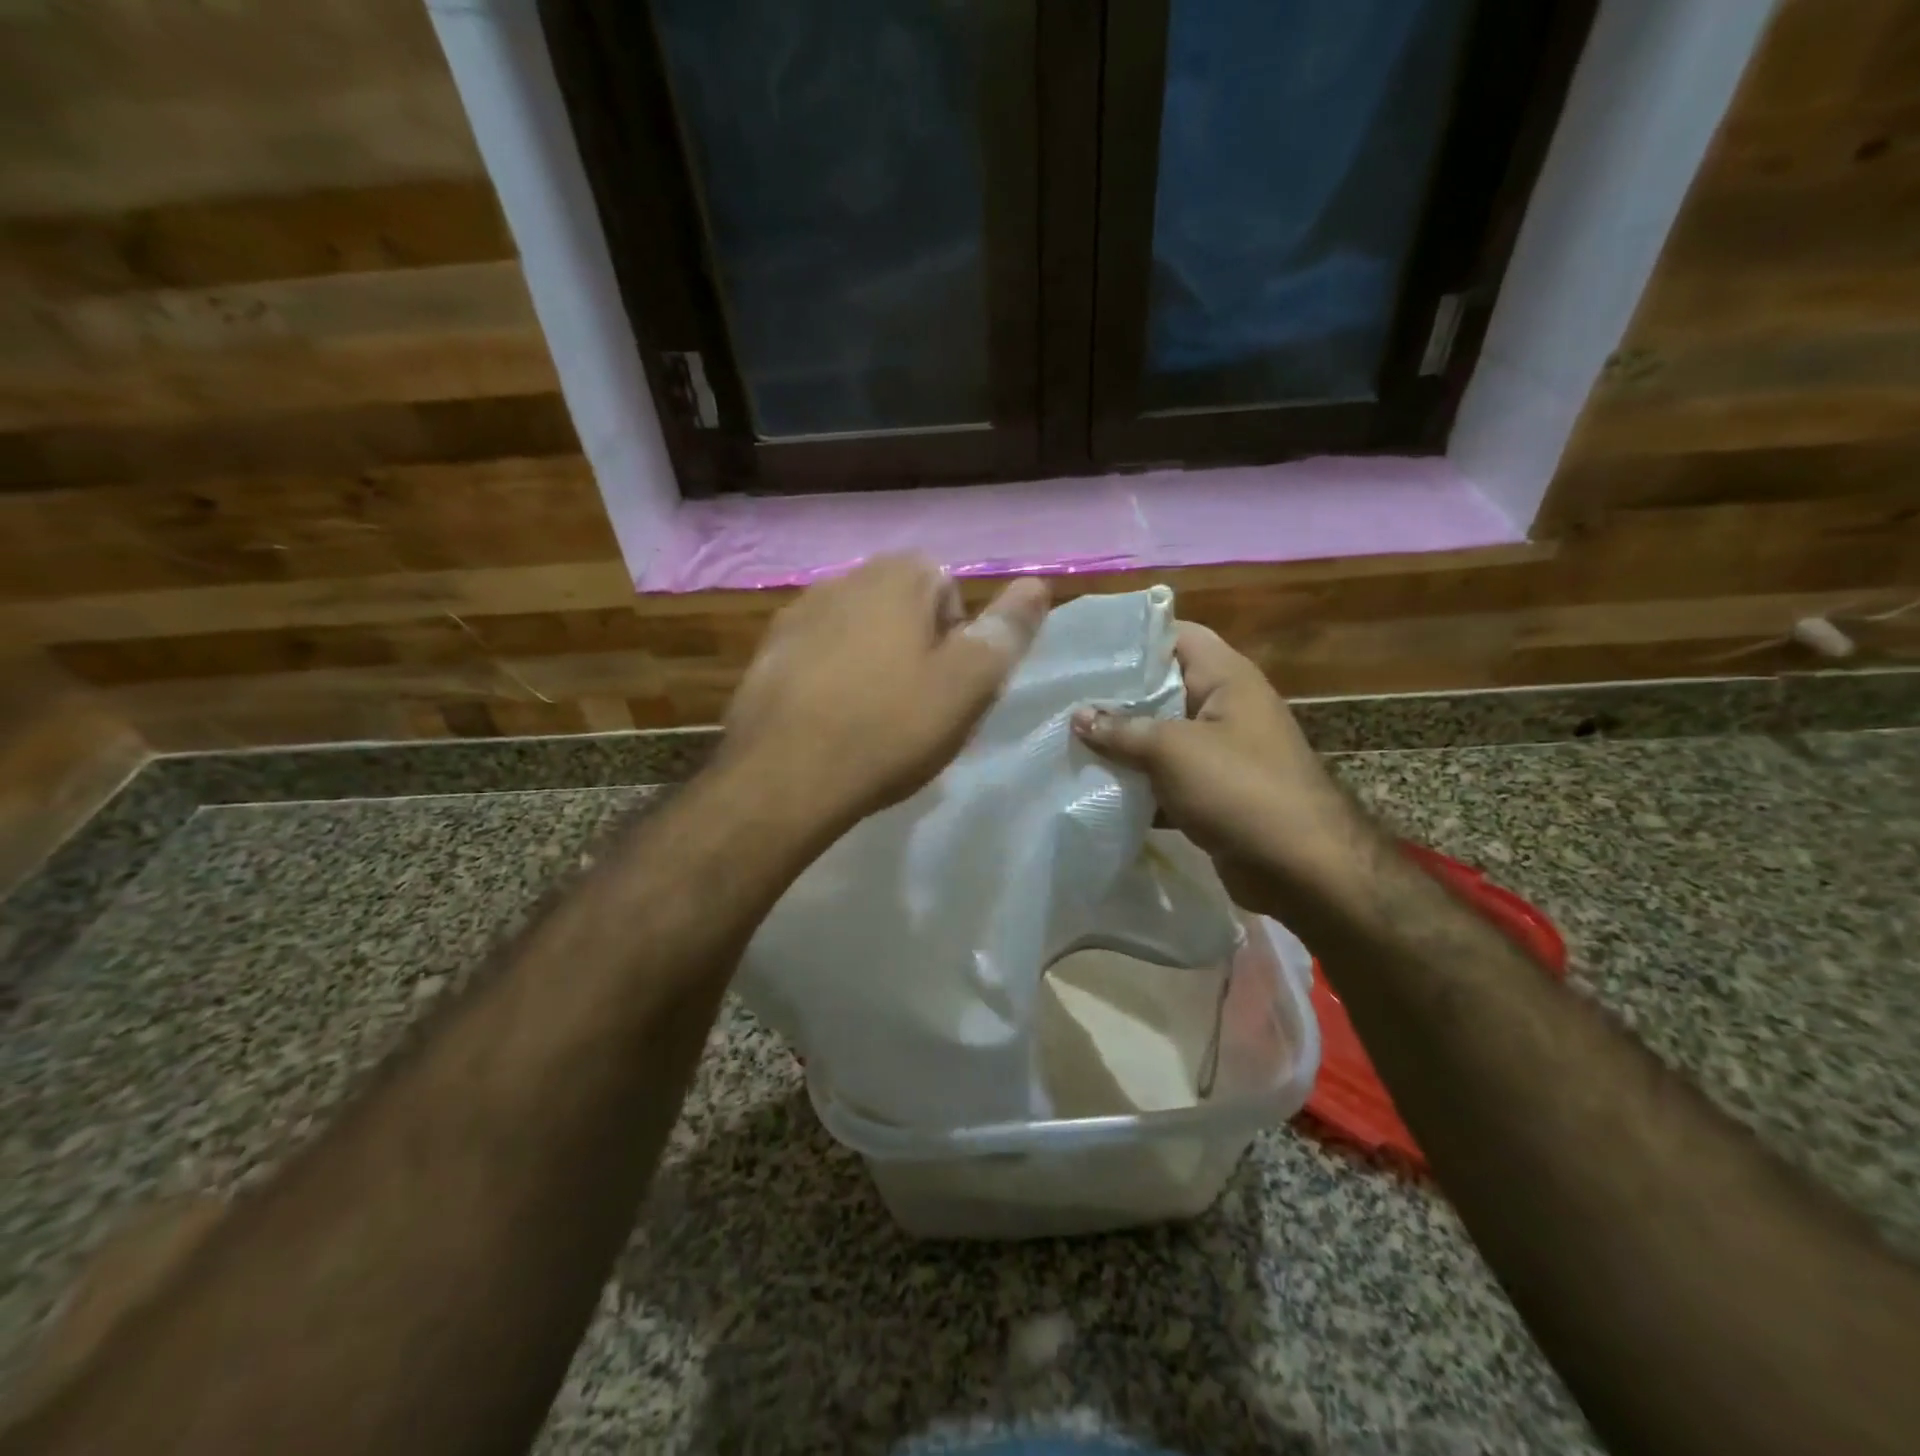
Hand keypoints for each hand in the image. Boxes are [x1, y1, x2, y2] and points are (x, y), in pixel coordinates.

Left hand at [724, 554, 1049, 828]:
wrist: (785, 777)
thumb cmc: (889, 727)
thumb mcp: (968, 683)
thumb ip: (1006, 630)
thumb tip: (1037, 584)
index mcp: (897, 576)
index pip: (949, 589)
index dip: (959, 640)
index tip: (951, 686)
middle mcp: (844, 578)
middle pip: (902, 608)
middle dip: (917, 648)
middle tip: (920, 706)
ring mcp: (798, 613)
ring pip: (858, 632)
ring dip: (874, 663)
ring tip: (875, 719)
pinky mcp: (767, 652)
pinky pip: (819, 656)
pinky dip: (832, 679)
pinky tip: (832, 722)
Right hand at [1071, 623, 1370, 913]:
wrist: (1300, 869)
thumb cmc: (1239, 789)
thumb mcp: (1172, 750)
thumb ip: (1122, 730)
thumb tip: (1078, 716)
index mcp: (1226, 678)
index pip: (1177, 635)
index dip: (1133, 637)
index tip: (1086, 649)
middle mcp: (1225, 707)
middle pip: (1162, 687)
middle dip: (1116, 695)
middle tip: (1065, 697)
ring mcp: (1221, 752)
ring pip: (1161, 735)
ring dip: (1122, 742)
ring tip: (1069, 738)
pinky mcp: (1214, 792)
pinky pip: (1167, 776)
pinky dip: (1138, 781)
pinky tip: (1095, 785)